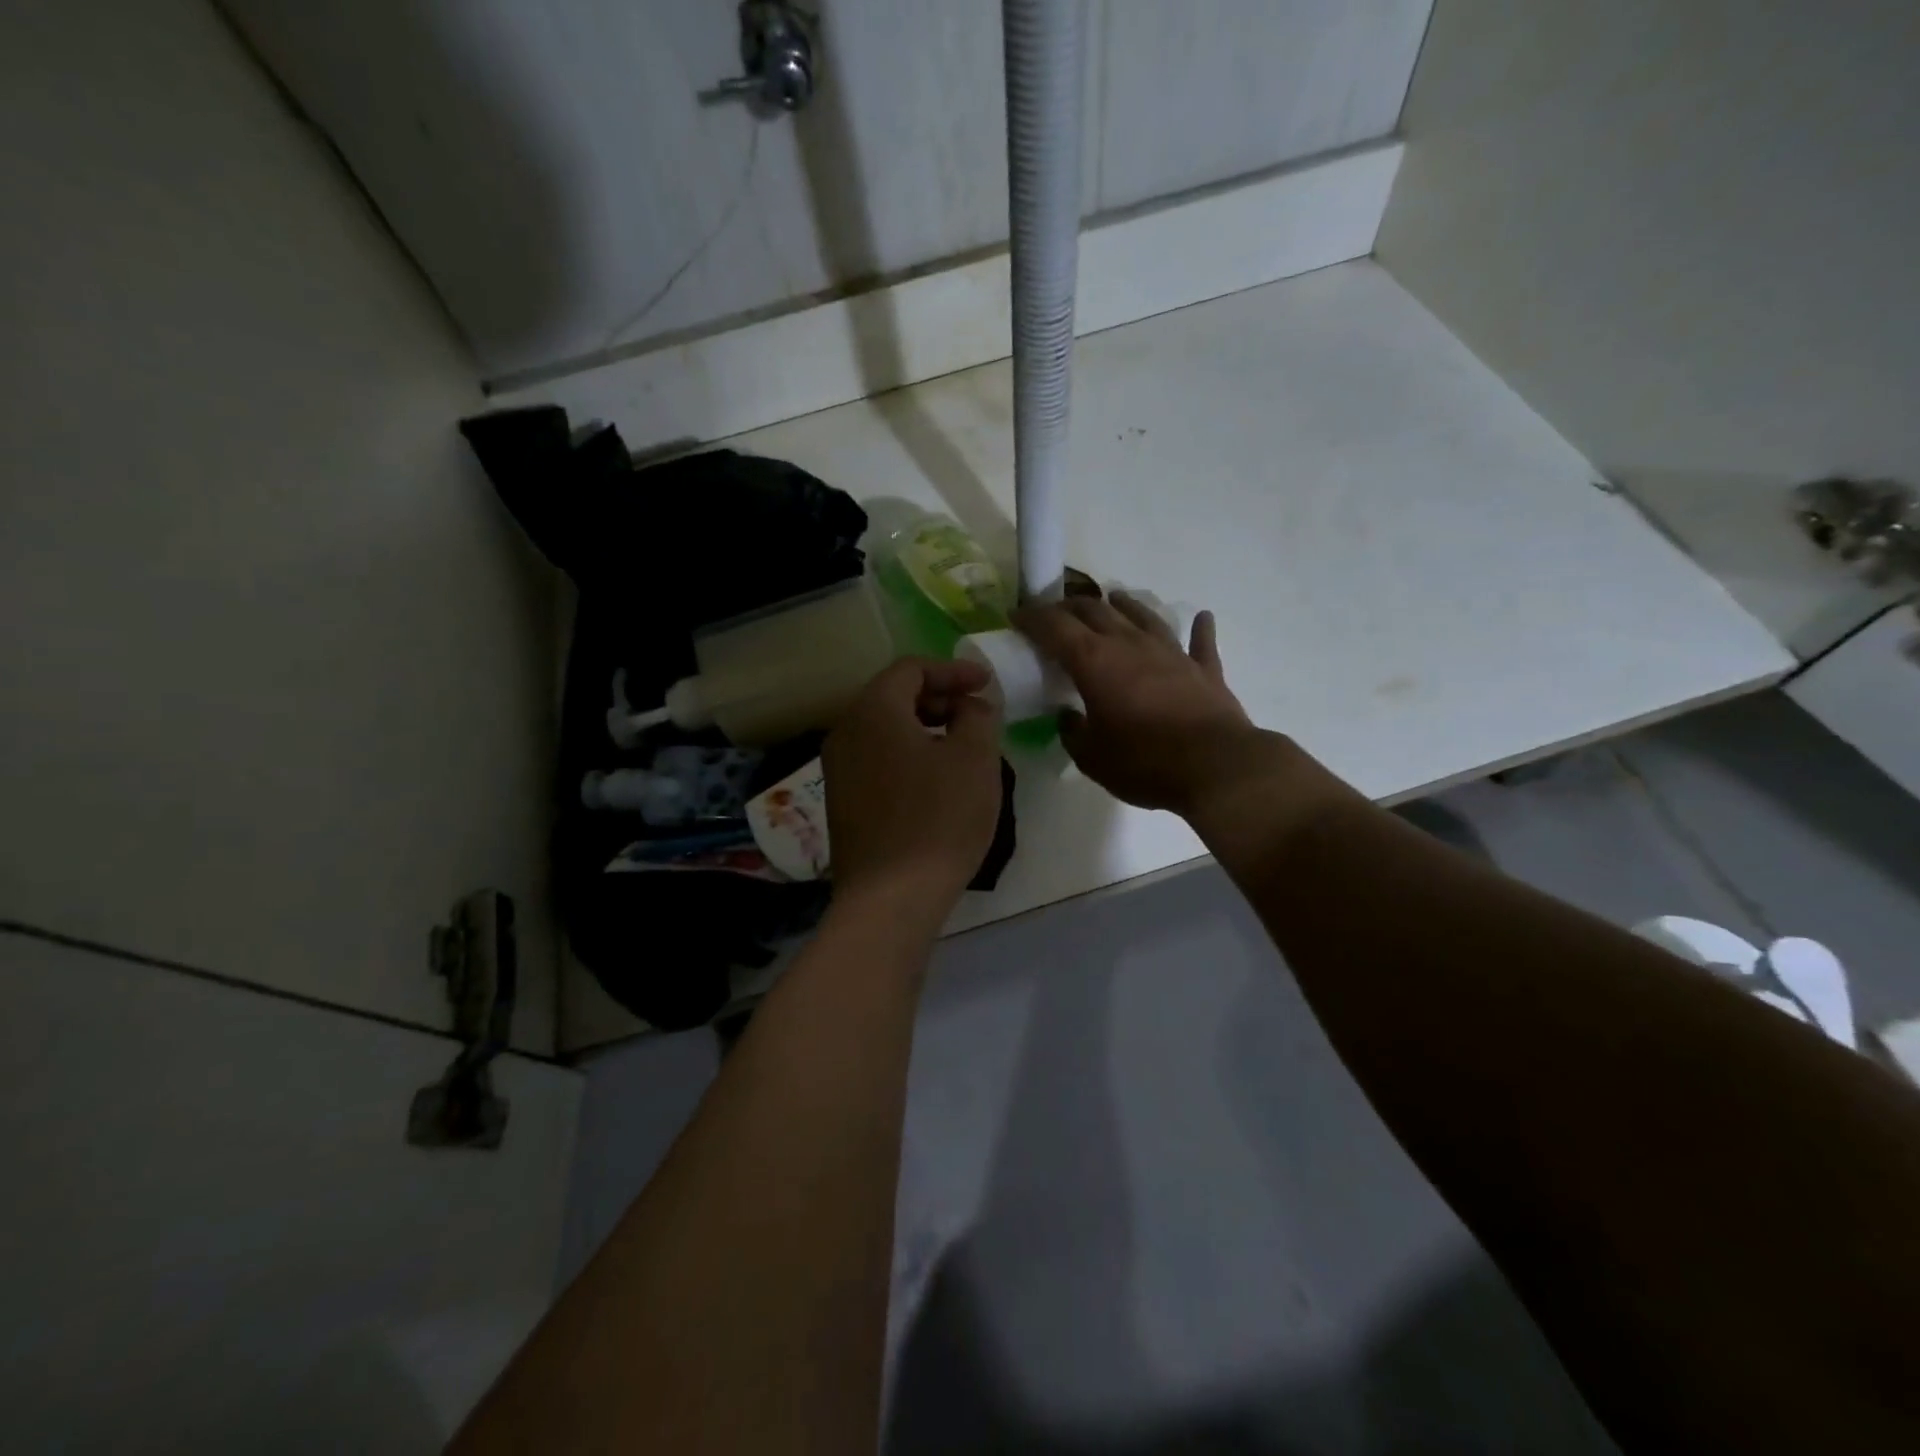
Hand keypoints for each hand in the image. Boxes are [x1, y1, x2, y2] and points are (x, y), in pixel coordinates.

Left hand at [823, 657, 1004, 920]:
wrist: (890, 898)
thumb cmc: (939, 819)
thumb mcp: (975, 759)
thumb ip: (977, 716)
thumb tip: (969, 706)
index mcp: (874, 711)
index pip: (910, 668)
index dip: (953, 671)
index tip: (986, 684)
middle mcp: (846, 731)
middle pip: (893, 696)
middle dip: (939, 697)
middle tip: (976, 713)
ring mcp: (838, 769)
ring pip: (884, 729)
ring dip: (924, 727)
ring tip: (961, 745)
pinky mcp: (841, 801)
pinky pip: (876, 759)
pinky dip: (907, 753)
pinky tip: (935, 779)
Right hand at [1011, 593, 1273, 816]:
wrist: (1216, 767)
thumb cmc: (1144, 763)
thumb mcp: (1091, 757)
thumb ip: (1073, 731)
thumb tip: (1069, 716)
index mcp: (1095, 662)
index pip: (1055, 627)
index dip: (1032, 618)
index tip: (1017, 615)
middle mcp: (1131, 645)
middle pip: (1096, 611)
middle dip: (1071, 606)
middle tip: (1056, 611)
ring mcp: (1172, 652)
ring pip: (1144, 616)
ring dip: (1125, 605)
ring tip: (1114, 597)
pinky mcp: (1204, 669)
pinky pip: (1201, 642)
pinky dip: (1199, 629)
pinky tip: (1202, 617)